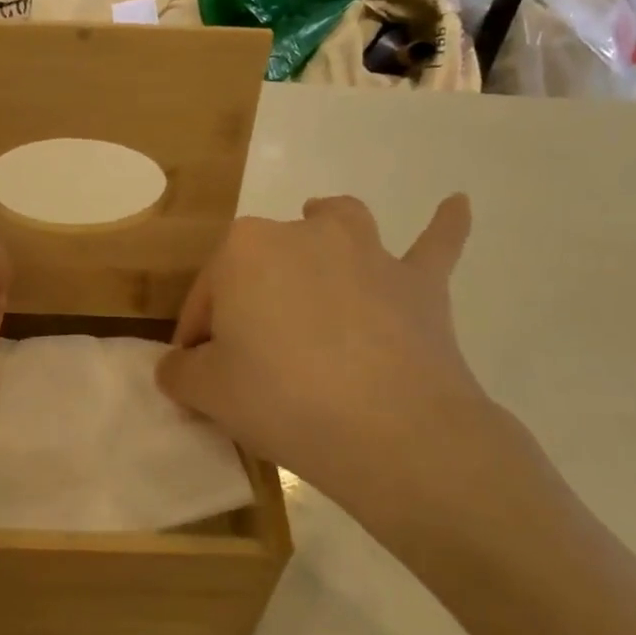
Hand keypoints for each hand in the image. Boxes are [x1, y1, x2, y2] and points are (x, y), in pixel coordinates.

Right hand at [156, 195, 535, 556]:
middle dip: (250, 299)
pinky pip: (434, 244)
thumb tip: (180, 366)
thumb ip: (180, 372)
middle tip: (252, 356)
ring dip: (325, 229)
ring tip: (319, 238)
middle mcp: (303, 233)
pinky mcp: (419, 282)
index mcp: (243, 250)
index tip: (198, 376)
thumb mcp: (207, 392)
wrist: (391, 430)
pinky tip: (456, 204)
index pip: (206, 297)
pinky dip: (443, 226)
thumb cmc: (281, 399)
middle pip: (263, 263)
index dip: (197, 338)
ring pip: (338, 224)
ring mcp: (367, 252)